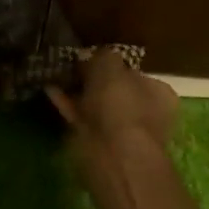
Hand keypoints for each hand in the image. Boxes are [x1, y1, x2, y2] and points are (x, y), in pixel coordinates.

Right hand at [48, 51, 180, 159]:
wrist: (113, 153)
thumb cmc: (120, 103)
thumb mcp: (110, 64)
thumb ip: (103, 55)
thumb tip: (95, 56)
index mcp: (158, 92)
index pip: (136, 73)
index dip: (113, 64)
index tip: (91, 57)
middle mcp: (145, 113)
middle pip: (116, 91)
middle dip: (94, 81)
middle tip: (72, 67)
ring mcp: (123, 132)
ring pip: (97, 106)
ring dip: (79, 93)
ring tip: (57, 75)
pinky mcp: (100, 145)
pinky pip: (82, 118)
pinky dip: (67, 105)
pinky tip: (50, 90)